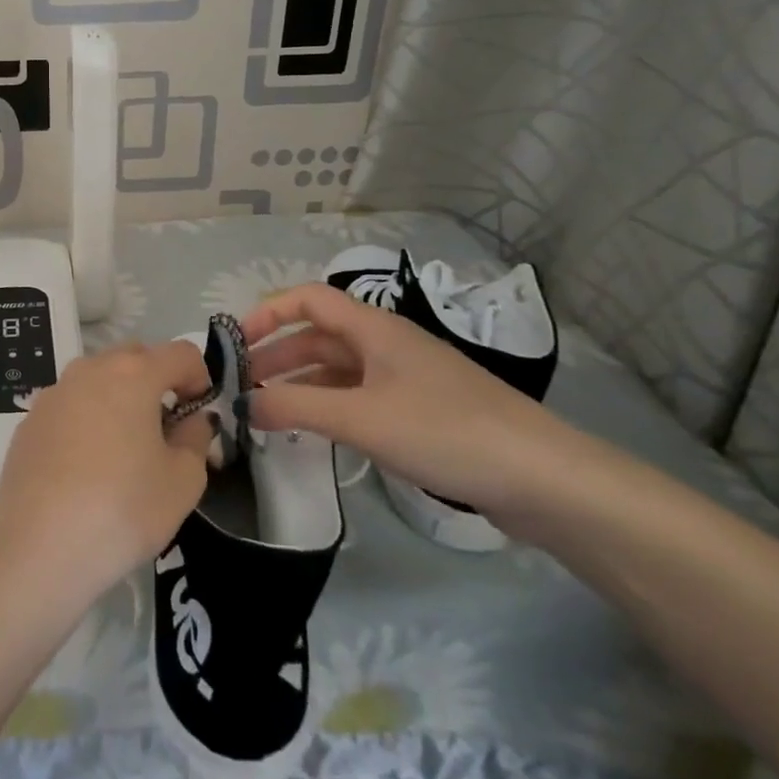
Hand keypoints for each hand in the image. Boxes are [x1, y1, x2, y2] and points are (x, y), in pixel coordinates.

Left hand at [0, 342, 213, 601]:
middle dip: (157, 381)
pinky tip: (86, 467)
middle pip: (134, 357)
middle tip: (166, 428)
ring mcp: (52, 394)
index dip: (200, 377)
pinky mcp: (28, 422)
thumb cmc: (123, 509)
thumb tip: (192, 420)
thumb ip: (195, 439)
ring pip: (97, 379)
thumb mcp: (183, 481)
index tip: (199, 414)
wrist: (37, 548)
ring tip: (126, 448)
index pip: (180, 353)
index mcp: (132, 374)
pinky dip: (87, 420)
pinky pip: (69, 406)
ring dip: (119, 398)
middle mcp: (88, 370)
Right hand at [238, 284, 583, 524]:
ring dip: (299, 383)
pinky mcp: (420, 411)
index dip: (268, 313)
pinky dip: (327, 405)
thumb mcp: (361, 418)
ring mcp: (405, 378)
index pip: (308, 299)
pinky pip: (358, 396)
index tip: (235, 344)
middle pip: (319, 335)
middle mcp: (386, 344)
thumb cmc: (446, 431)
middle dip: (276, 354)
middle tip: (241, 385)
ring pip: (337, 369)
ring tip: (266, 411)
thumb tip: (242, 404)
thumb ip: (295, 408)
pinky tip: (313, 431)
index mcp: (374, 329)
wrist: (543, 479)